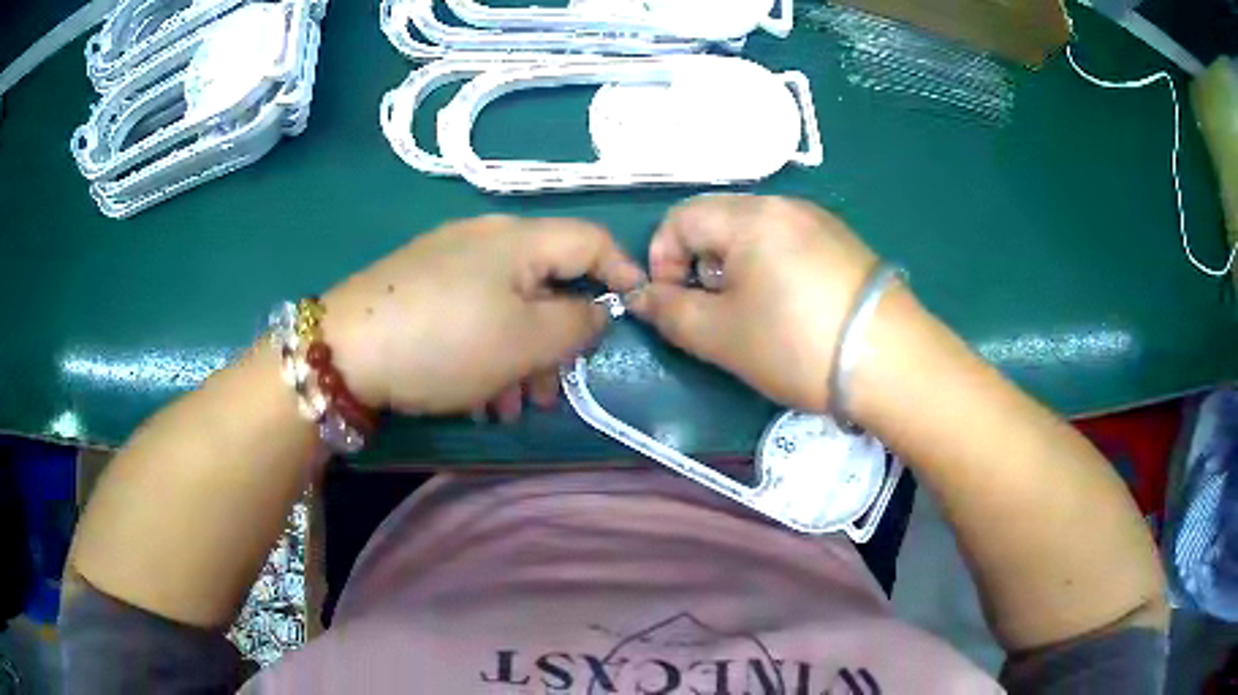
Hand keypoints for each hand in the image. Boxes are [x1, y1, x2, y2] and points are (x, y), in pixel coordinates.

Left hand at [320, 216, 643, 415]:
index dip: (622, 273)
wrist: (343, 350)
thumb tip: (595, 309)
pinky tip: (474, 394)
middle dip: (558, 340)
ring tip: (508, 406)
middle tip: (551, 390)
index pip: (592, 240)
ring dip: (520, 357)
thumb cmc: (445, 342)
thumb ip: (576, 323)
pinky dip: (485, 350)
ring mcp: (448, 261)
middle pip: (546, 281)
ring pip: (508, 305)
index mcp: (519, 239)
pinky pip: (472, 313)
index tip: (634, 313)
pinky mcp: (420, 286)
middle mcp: (485, 239)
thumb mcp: (525, 340)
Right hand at [629, 194, 877, 411]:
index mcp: (750, 216)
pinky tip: (790, 308)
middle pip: (718, 221)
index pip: (681, 218)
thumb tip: (641, 296)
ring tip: (752, 313)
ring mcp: (820, 221)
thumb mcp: (721, 335)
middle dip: (699, 263)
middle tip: (712, 310)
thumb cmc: (796, 344)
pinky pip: (789, 242)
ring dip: (734, 267)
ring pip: (754, 232)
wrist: (893, 362)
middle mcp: (785, 205)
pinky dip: (770, 268)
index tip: (671, 302)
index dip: (661, 258)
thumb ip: (669, 311)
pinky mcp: (844, 244)